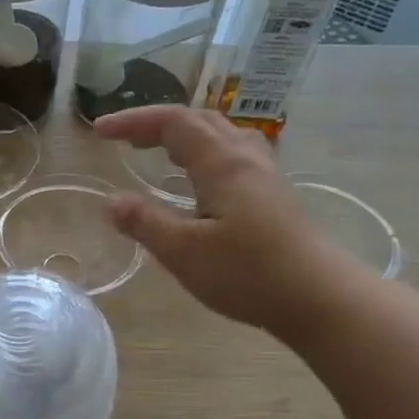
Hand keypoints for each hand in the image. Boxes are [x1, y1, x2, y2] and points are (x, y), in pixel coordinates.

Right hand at [94, 105, 359, 337]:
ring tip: (160, 153)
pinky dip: (205, 154)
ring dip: (185, 135)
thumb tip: (111, 202)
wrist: (319, 298)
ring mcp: (265, 176)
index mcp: (221, 163)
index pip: (172, 122)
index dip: (133, 121)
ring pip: (222, 136)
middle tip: (124, 141)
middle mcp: (245, 158)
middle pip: (199, 121)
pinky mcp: (275, 196)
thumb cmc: (247, 273)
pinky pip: (234, 156)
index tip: (99, 131)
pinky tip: (201, 182)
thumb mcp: (183, 252)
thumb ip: (144, 223)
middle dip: (157, 124)